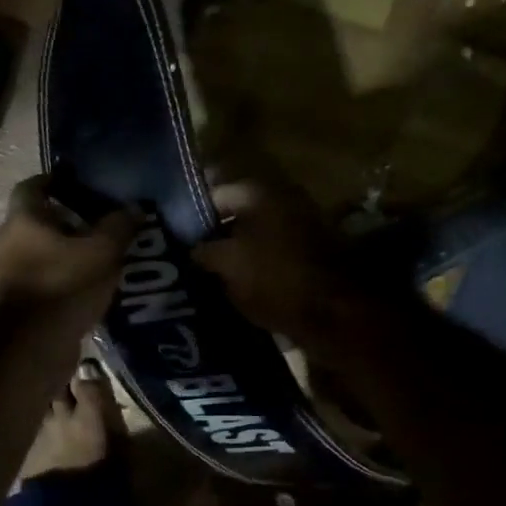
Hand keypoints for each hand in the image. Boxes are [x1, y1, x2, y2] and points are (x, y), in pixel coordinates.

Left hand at [0, 176, 138, 315]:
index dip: (56, 180)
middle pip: (39, 220)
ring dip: (68, 251)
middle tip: (101, 221)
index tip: (80, 182)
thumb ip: (119, 226)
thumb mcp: (102, 251)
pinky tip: (92, 284)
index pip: (33, 186)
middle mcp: (10, 241)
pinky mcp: (22, 301)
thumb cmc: (65, 284)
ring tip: (102, 255)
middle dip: (69, 219)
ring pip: (43, 251)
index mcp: (24, 219)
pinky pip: (47, 278)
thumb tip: (134, 208)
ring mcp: (12, 273)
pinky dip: (66, 276)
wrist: (35, 344)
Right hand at [191, 181, 373, 351]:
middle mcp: (280, 199)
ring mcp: (298, 225)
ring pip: (252, 236)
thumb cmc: (274, 280)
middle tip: (186, 259)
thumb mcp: (226, 265)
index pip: (212, 194)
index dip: (188, 216)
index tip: (171, 239)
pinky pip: (270, 254)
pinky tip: (236, 287)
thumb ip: (202, 251)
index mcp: (258, 192)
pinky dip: (254, 267)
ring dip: (233, 253)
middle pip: (234, 214)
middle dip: (211, 235)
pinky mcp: (308, 253)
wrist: (334, 313)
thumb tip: (190, 249)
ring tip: (207, 277)